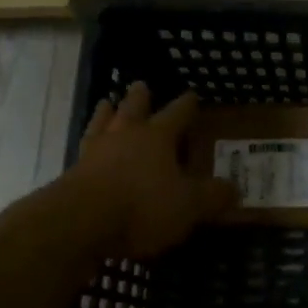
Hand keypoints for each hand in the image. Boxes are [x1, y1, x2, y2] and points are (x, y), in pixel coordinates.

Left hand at [66, 82, 234, 257]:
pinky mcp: (72, 174)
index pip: (176, 114)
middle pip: (133, 109)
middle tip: (140, 85)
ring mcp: (95, 152)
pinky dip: (89, 145)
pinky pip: (84, 150)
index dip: (186, 105)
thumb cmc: (142, 205)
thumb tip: (235, 189)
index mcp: (157, 137)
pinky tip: (88, 148)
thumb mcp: (188, 206)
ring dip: (106, 113)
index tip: (192, 95)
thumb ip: (212, 196)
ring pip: (102, 123)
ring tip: (106, 103)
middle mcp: (125, 136)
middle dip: (139, 97)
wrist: (80, 222)